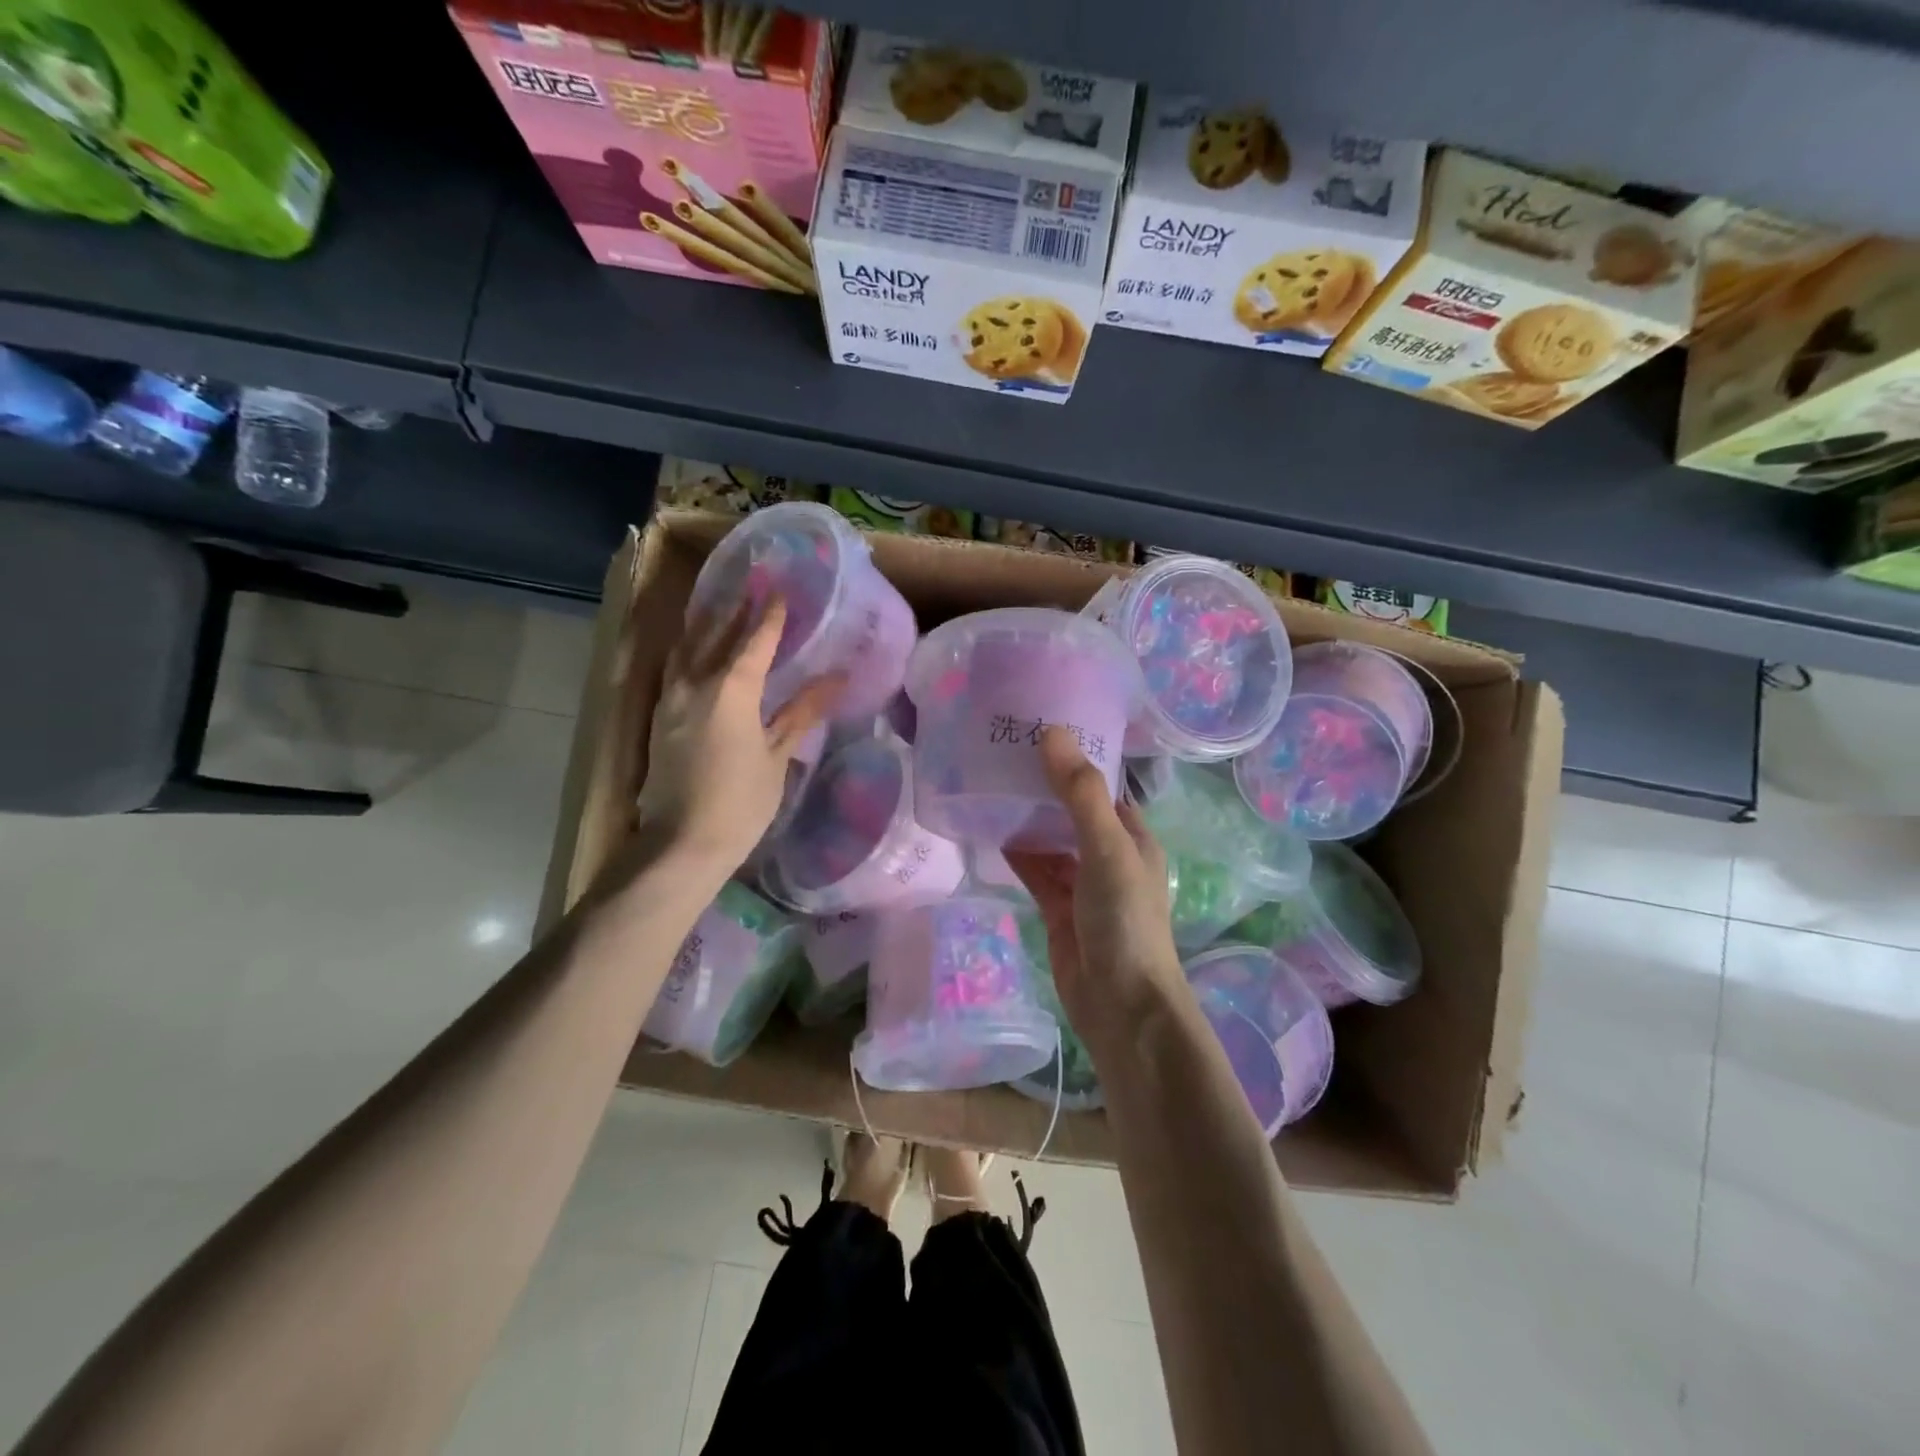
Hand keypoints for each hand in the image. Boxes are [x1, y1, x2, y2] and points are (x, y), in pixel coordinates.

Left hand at [633, 596, 840, 873]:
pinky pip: (674, 668)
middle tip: (751, 585)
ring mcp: (670, 699)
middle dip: (735, 609)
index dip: (770, 615)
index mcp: (731, 690)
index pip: (755, 640)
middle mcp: (695, 683)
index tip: (781, 590)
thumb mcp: (777, 755)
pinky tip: (694, 649)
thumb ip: (803, 711)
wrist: (681, 843)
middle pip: (715, 635)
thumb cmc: (741, 802)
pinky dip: (688, 649)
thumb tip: (837, 677)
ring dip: (705, 624)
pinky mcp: (659, 717)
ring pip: (687, 648)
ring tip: (720, 606)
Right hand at [1005, 728, 1189, 1054]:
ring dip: (1027, 819)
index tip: (1036, 730)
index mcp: (1131, 836)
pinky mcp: (1058, 910)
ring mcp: (1082, 884)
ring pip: (1050, 842)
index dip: (1074, 759)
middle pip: (1072, 811)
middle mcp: (1108, 855)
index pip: (1101, 786)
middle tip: (1002, 752)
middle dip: (1044, 786)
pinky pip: (1035, 872)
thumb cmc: (1125, 921)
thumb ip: (1081, 794)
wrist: (1121, 1007)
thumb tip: (1053, 733)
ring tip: (989, 784)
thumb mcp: (1107, 849)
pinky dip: (1017, 854)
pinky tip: (989, 831)